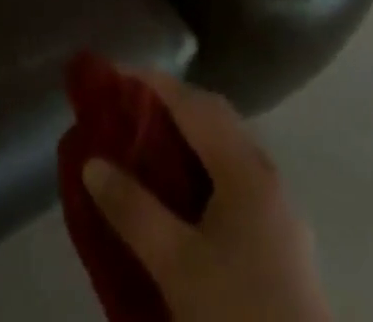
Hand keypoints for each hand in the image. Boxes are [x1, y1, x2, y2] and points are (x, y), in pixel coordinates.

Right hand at [82, 70, 330, 321]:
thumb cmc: (237, 314)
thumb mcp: (176, 265)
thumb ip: (133, 209)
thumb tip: (92, 162)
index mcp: (246, 167)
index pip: (194, 103)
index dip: (153, 84)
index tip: (115, 75)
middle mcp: (266, 175)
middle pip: (214, 120)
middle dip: (170, 107)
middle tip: (126, 112)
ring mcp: (278, 209)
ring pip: (226, 152)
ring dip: (187, 140)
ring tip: (145, 150)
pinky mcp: (280, 242)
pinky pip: (234, 182)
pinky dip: (202, 171)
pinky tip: (180, 200)